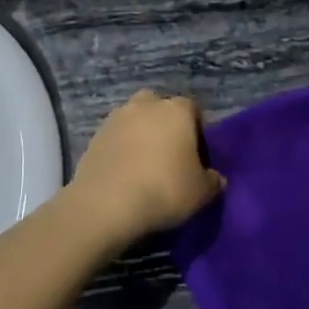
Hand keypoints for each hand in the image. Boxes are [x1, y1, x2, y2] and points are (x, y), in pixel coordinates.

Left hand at [68, 91, 223, 239]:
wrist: (106, 203)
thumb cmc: (164, 190)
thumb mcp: (201, 193)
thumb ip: (212, 180)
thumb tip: (214, 177)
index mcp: (176, 110)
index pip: (193, 110)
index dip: (197, 131)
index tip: (198, 156)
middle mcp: (145, 105)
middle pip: (160, 108)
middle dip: (165, 125)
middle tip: (169, 155)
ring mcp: (116, 118)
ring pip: (134, 120)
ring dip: (140, 135)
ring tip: (144, 165)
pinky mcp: (94, 136)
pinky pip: (115, 137)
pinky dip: (121, 149)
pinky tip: (124, 173)